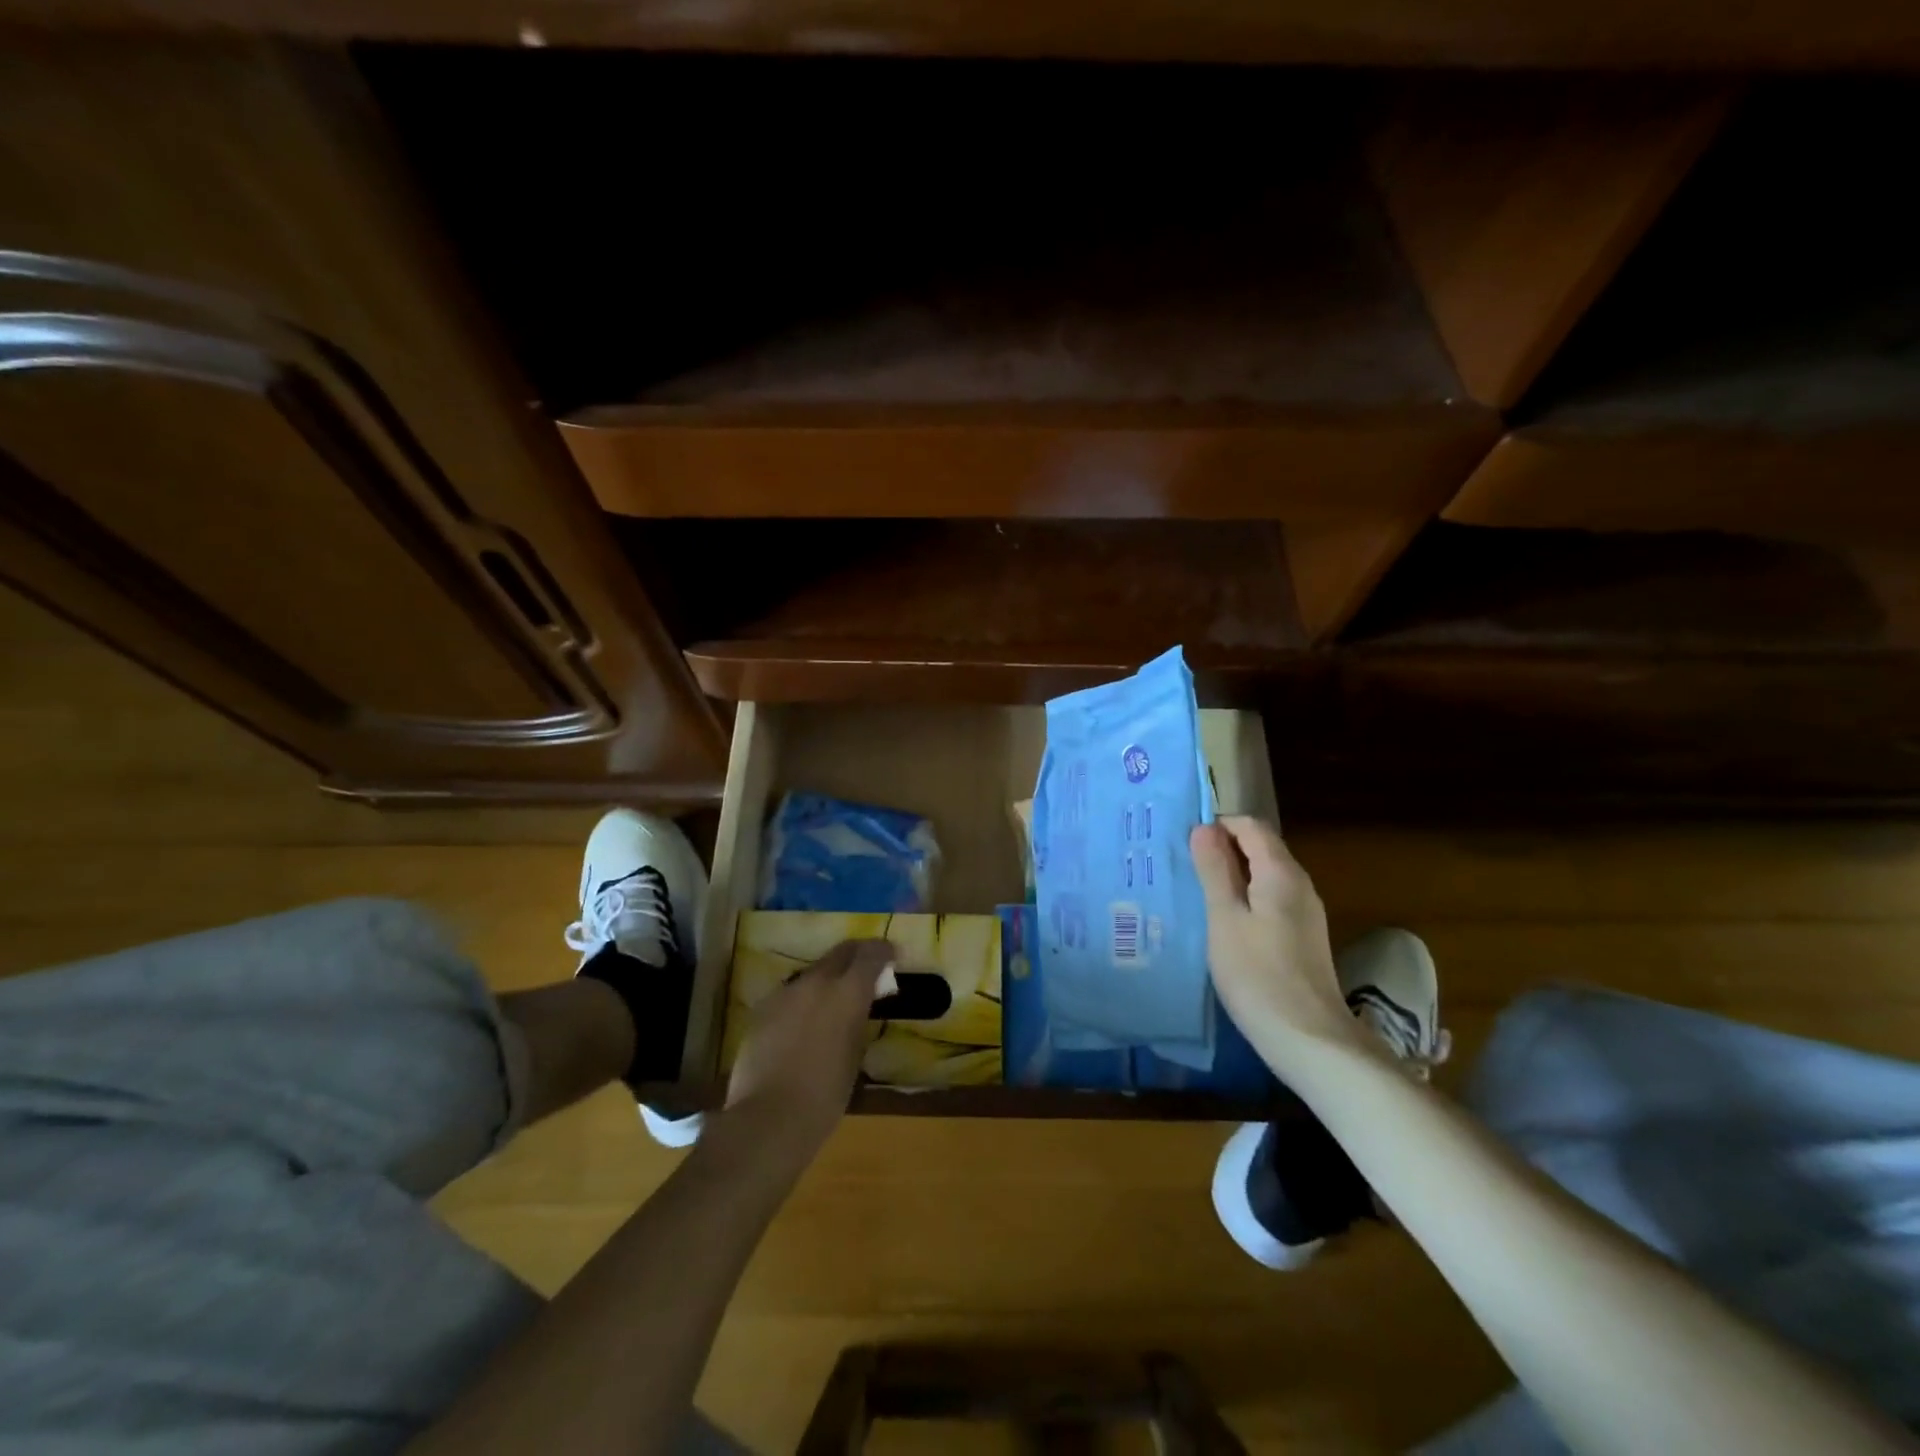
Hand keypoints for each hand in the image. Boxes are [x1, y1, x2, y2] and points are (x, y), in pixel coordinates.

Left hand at [723, 939, 895, 1167]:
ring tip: (831, 1001)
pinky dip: (802, 1000)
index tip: (892, 956)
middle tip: (866, 968)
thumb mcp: (854, 1055)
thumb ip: (857, 1020)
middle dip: (856, 955)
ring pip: (812, 972)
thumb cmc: (825, 1095)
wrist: (767, 1118)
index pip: (871, 954)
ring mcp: (785, 992)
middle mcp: (816, 981)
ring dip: (827, 979)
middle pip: (840, 952)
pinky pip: (790, 994)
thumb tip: (856, 1008)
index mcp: (847, 992)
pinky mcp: (762, 1008)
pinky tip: (802, 1023)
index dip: (884, 952)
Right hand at [1190, 817, 1359, 1068]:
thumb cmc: (1258, 975)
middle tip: (1180, 864)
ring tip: (1193, 889)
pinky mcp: (1301, 937)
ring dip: (1230, 875)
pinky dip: (1243, 898)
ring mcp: (1304, 913)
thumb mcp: (1225, 918)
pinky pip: (1269, 900)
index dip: (1218, 825)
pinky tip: (1219, 920)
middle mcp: (1299, 884)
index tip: (1182, 841)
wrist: (1310, 1040)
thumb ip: (1214, 870)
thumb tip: (1204, 828)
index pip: (1250, 826)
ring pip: (1263, 876)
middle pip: (1259, 848)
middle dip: (1221, 849)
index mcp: (1281, 873)